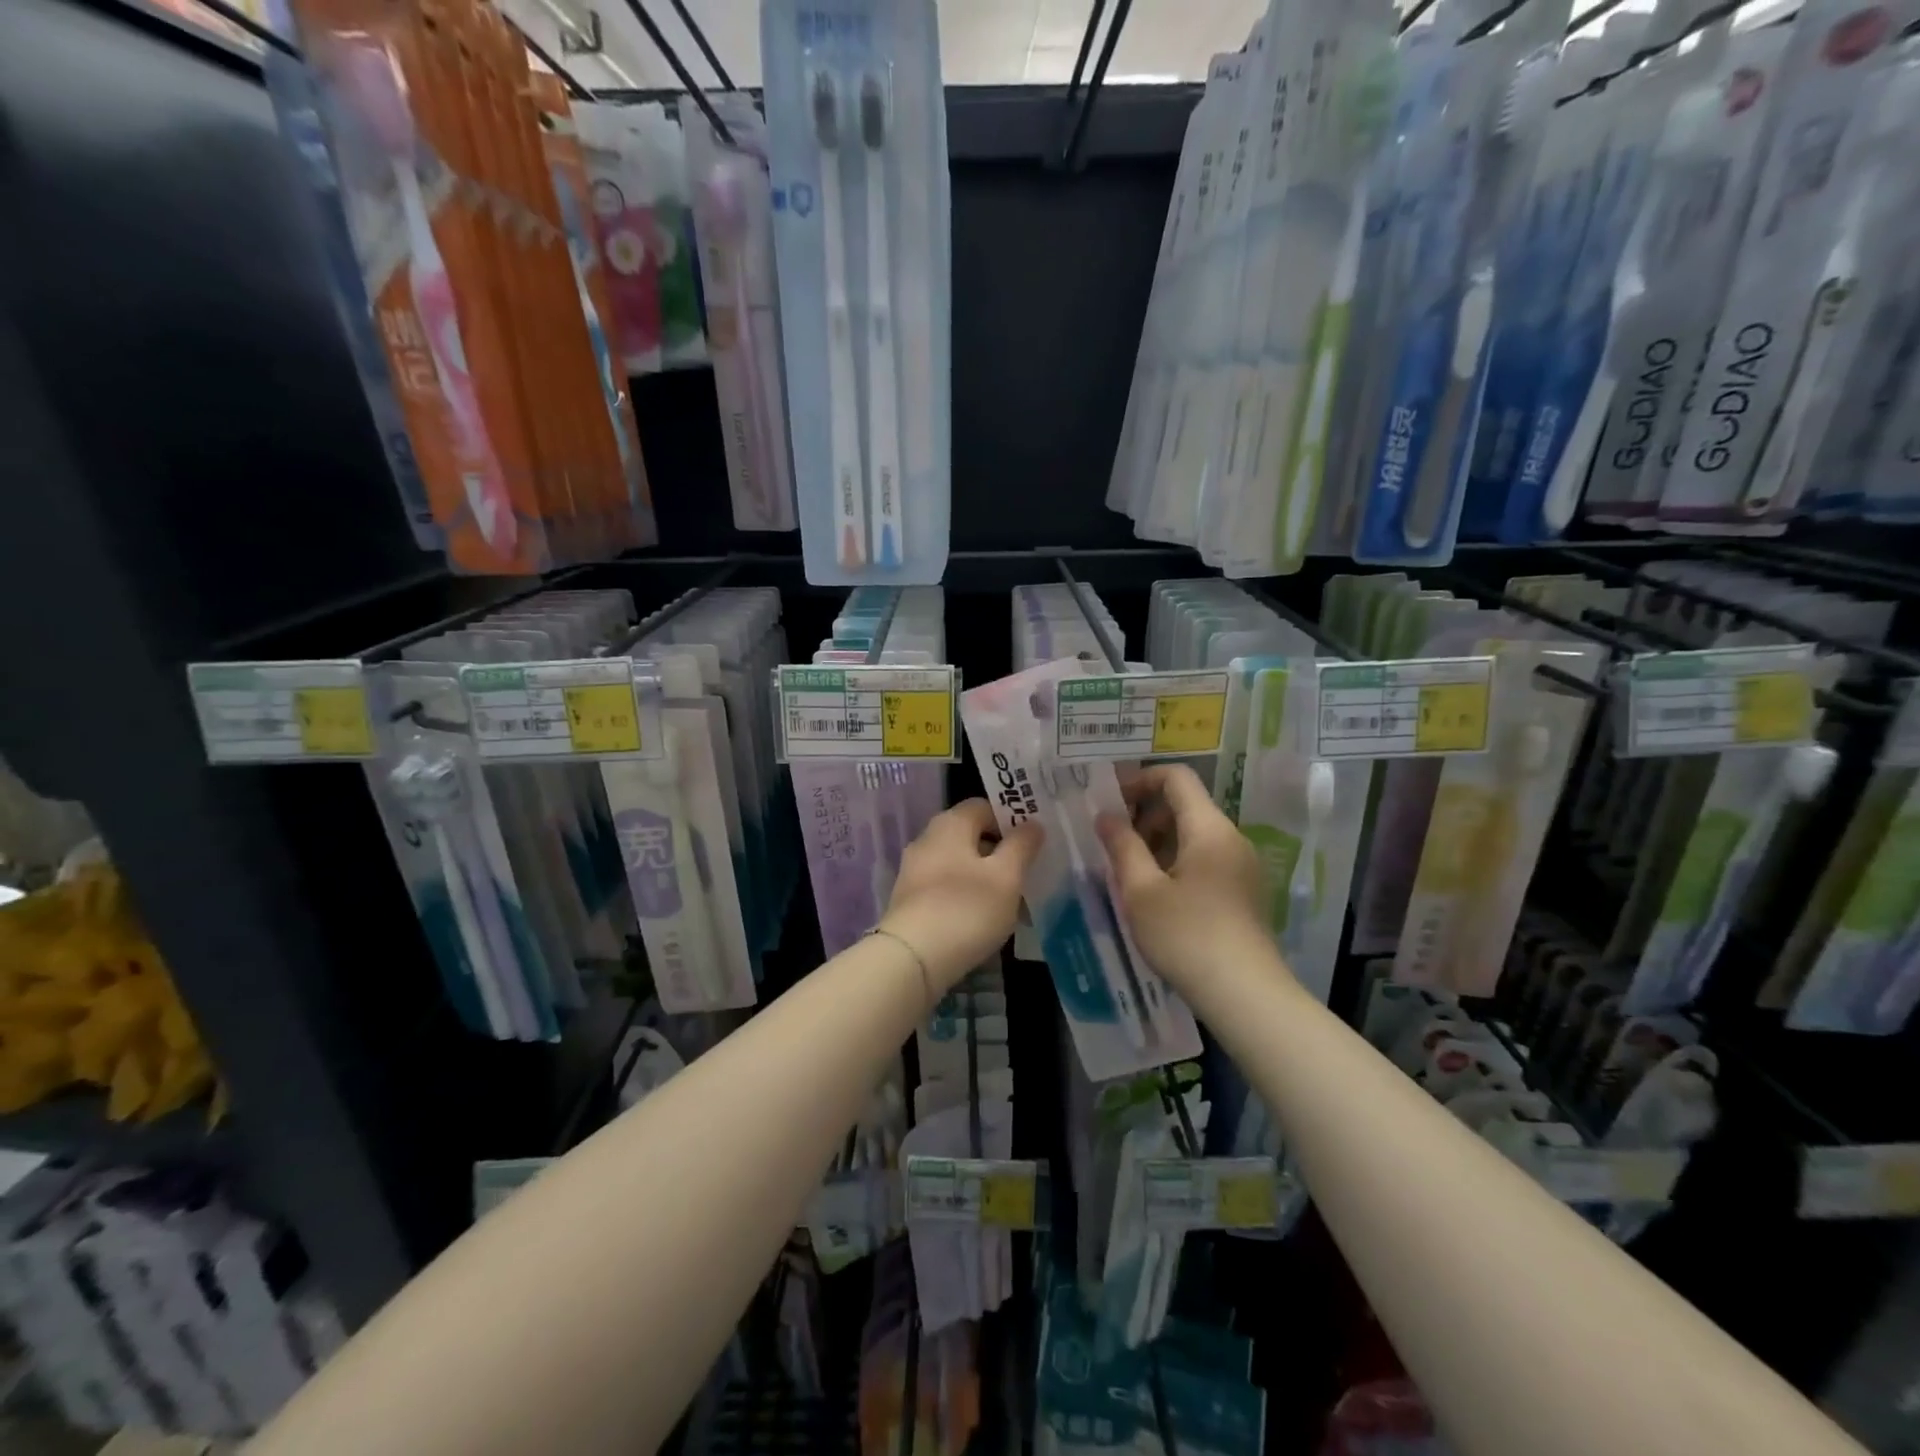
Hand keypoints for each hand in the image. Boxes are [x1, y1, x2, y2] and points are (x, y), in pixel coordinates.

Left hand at [880, 800, 1042, 993]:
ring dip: (984, 878)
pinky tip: (981, 921)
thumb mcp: (1006, 876)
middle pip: (970, 836)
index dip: (1010, 820)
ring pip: (958, 864)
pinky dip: (965, 897)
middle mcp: (927, 839)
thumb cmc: (966, 909)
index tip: (1032, 844)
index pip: (984, 806)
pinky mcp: (909, 900)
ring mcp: (914, 870)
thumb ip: (1021, 846)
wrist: (911, 958)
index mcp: (950, 824)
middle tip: (1025, 875)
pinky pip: (945, 888)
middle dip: (999, 853)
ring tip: (1009, 904)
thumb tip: (1031, 824)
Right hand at [1096, 763, 1272, 997]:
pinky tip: (1155, 894)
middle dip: (1145, 814)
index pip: (1176, 777)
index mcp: (1209, 828)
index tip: (1109, 803)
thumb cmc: (1187, 937)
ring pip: (1194, 834)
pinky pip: (1206, 858)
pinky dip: (1176, 861)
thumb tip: (1105, 815)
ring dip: (1158, 841)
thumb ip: (1122, 846)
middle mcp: (1231, 838)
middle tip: (1112, 841)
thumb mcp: (1141, 891)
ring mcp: (1242, 866)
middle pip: (1186, 804)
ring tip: (1128, 870)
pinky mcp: (1244, 892)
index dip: (1139, 780)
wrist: (1246, 996)